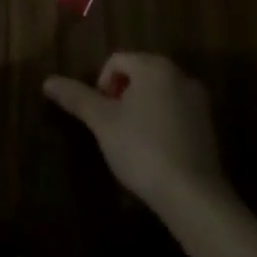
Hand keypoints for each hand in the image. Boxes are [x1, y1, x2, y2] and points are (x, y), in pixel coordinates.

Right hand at [43, 52, 235, 218]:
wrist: (193, 195)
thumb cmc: (142, 148)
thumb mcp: (102, 122)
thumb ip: (76, 97)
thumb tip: (47, 81)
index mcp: (154, 66)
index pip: (117, 61)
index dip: (101, 85)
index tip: (100, 115)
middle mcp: (180, 75)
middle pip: (139, 75)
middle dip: (121, 96)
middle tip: (112, 127)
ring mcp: (198, 101)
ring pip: (158, 94)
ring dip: (141, 110)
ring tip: (131, 141)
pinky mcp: (208, 127)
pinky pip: (176, 113)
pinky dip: (161, 124)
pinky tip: (154, 152)